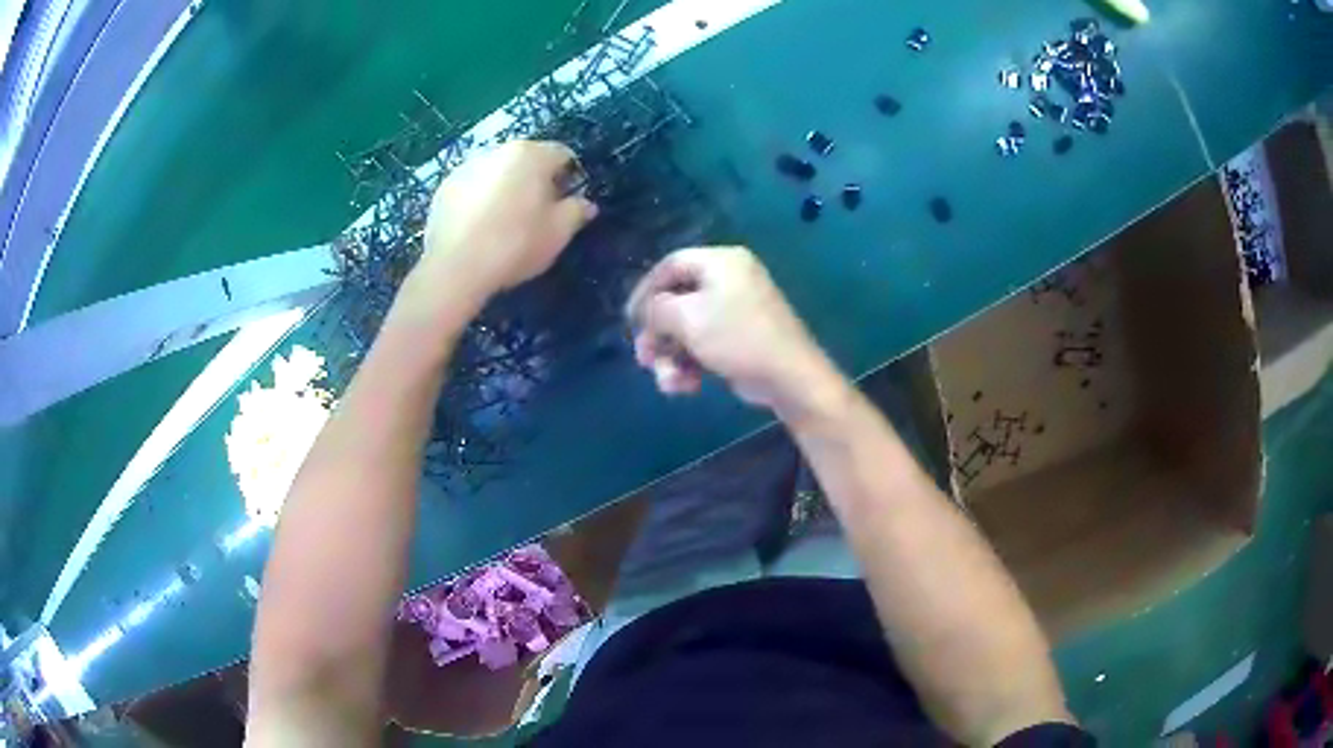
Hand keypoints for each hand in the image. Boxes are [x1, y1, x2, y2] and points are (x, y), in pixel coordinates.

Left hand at [412, 140, 598, 308]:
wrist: (455, 269)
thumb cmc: (515, 245)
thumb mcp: (559, 233)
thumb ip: (577, 212)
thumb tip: (586, 204)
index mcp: (531, 154)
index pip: (562, 154)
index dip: (571, 177)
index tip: (568, 203)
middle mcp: (498, 151)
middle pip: (527, 159)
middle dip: (536, 180)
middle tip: (538, 213)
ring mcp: (466, 167)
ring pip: (497, 172)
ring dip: (506, 188)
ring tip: (505, 222)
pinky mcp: (443, 188)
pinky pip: (472, 188)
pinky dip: (480, 200)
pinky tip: (480, 228)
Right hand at [626, 247, 841, 416]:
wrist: (789, 377)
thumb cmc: (736, 338)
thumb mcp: (687, 318)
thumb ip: (656, 309)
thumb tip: (646, 313)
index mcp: (721, 261)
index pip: (670, 265)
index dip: (644, 291)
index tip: (629, 319)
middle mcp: (730, 279)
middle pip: (677, 300)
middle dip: (658, 334)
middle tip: (644, 359)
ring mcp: (737, 309)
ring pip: (688, 328)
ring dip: (672, 356)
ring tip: (669, 382)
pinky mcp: (740, 337)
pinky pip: (705, 343)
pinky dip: (691, 363)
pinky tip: (687, 386)